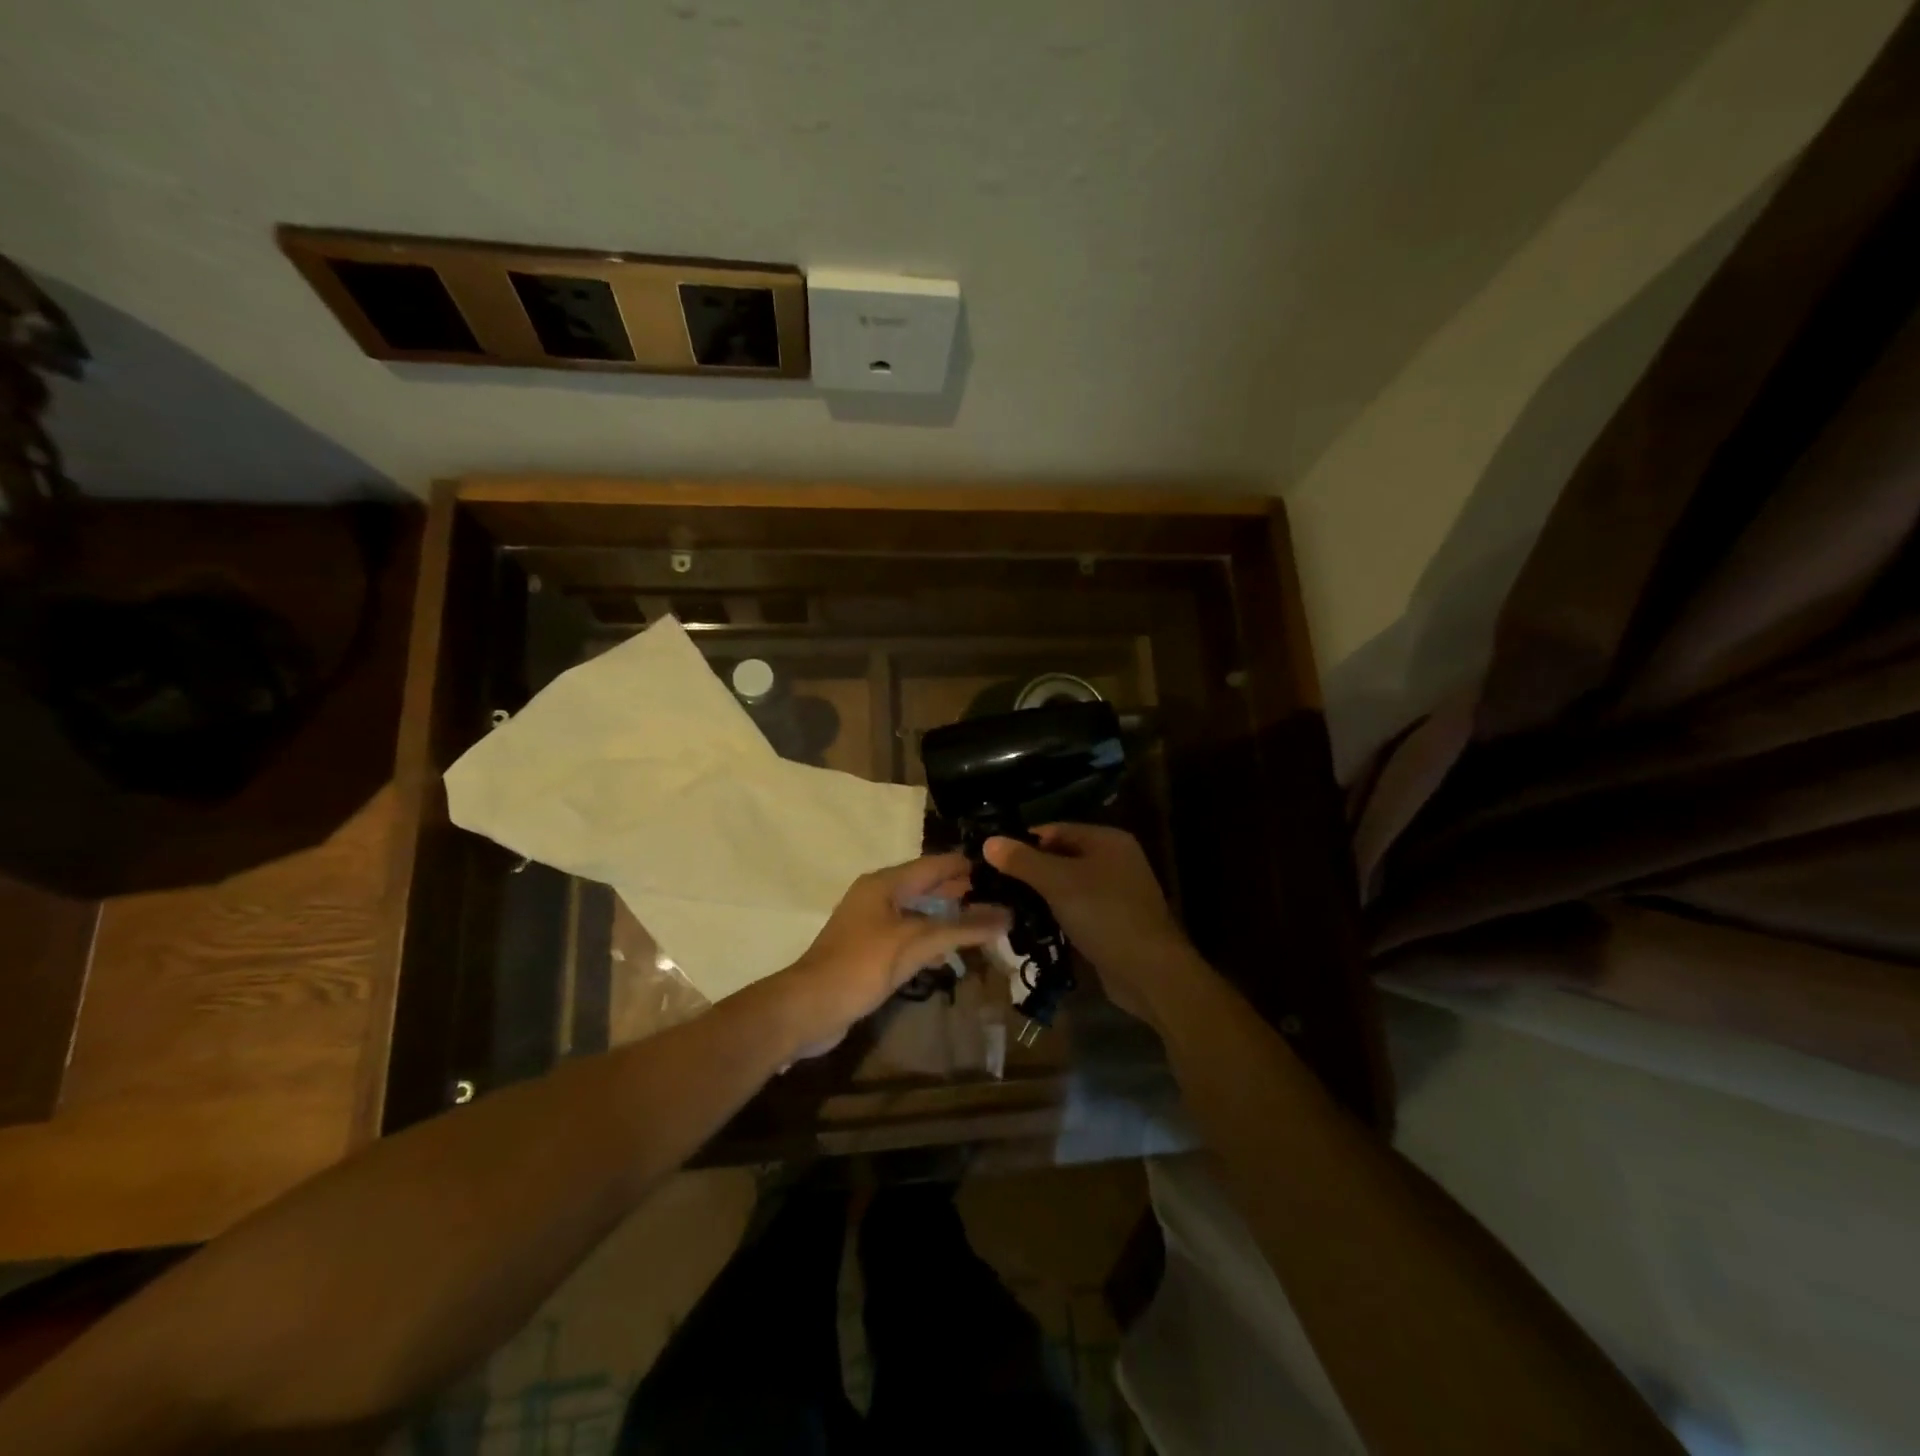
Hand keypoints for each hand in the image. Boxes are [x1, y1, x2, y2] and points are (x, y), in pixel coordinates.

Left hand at [768, 852, 1010, 1056]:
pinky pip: (907, 935)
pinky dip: (929, 938)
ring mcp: (870, 924)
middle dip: (958, 890)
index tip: (1000, 868)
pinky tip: (947, 953)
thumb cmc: (862, 965)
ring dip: (946, 916)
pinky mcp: (868, 950)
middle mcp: (876, 896)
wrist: (809, 1008)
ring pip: (916, 912)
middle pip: (924, 885)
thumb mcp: (916, 943)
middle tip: (997, 896)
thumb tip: (1007, 915)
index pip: (933, 864)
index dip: (964, 865)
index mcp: (884, 884)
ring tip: (980, 921)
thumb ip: (961, 928)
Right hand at [983, 825, 1198, 1030]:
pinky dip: (1054, 914)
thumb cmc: (1104, 915)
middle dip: (1028, 871)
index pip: (1054, 830)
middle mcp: (1114, 860)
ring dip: (1039, 895)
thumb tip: (988, 841)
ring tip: (1004, 905)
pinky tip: (1030, 926)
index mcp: (1107, 840)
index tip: (990, 858)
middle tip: (992, 884)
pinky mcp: (1111, 922)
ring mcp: (1115, 893)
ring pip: (1066, 885)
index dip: (1022, 842)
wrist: (1149, 973)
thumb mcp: (1059, 883)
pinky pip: (1075, 909)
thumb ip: (1023, 861)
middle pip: (1060, 857)